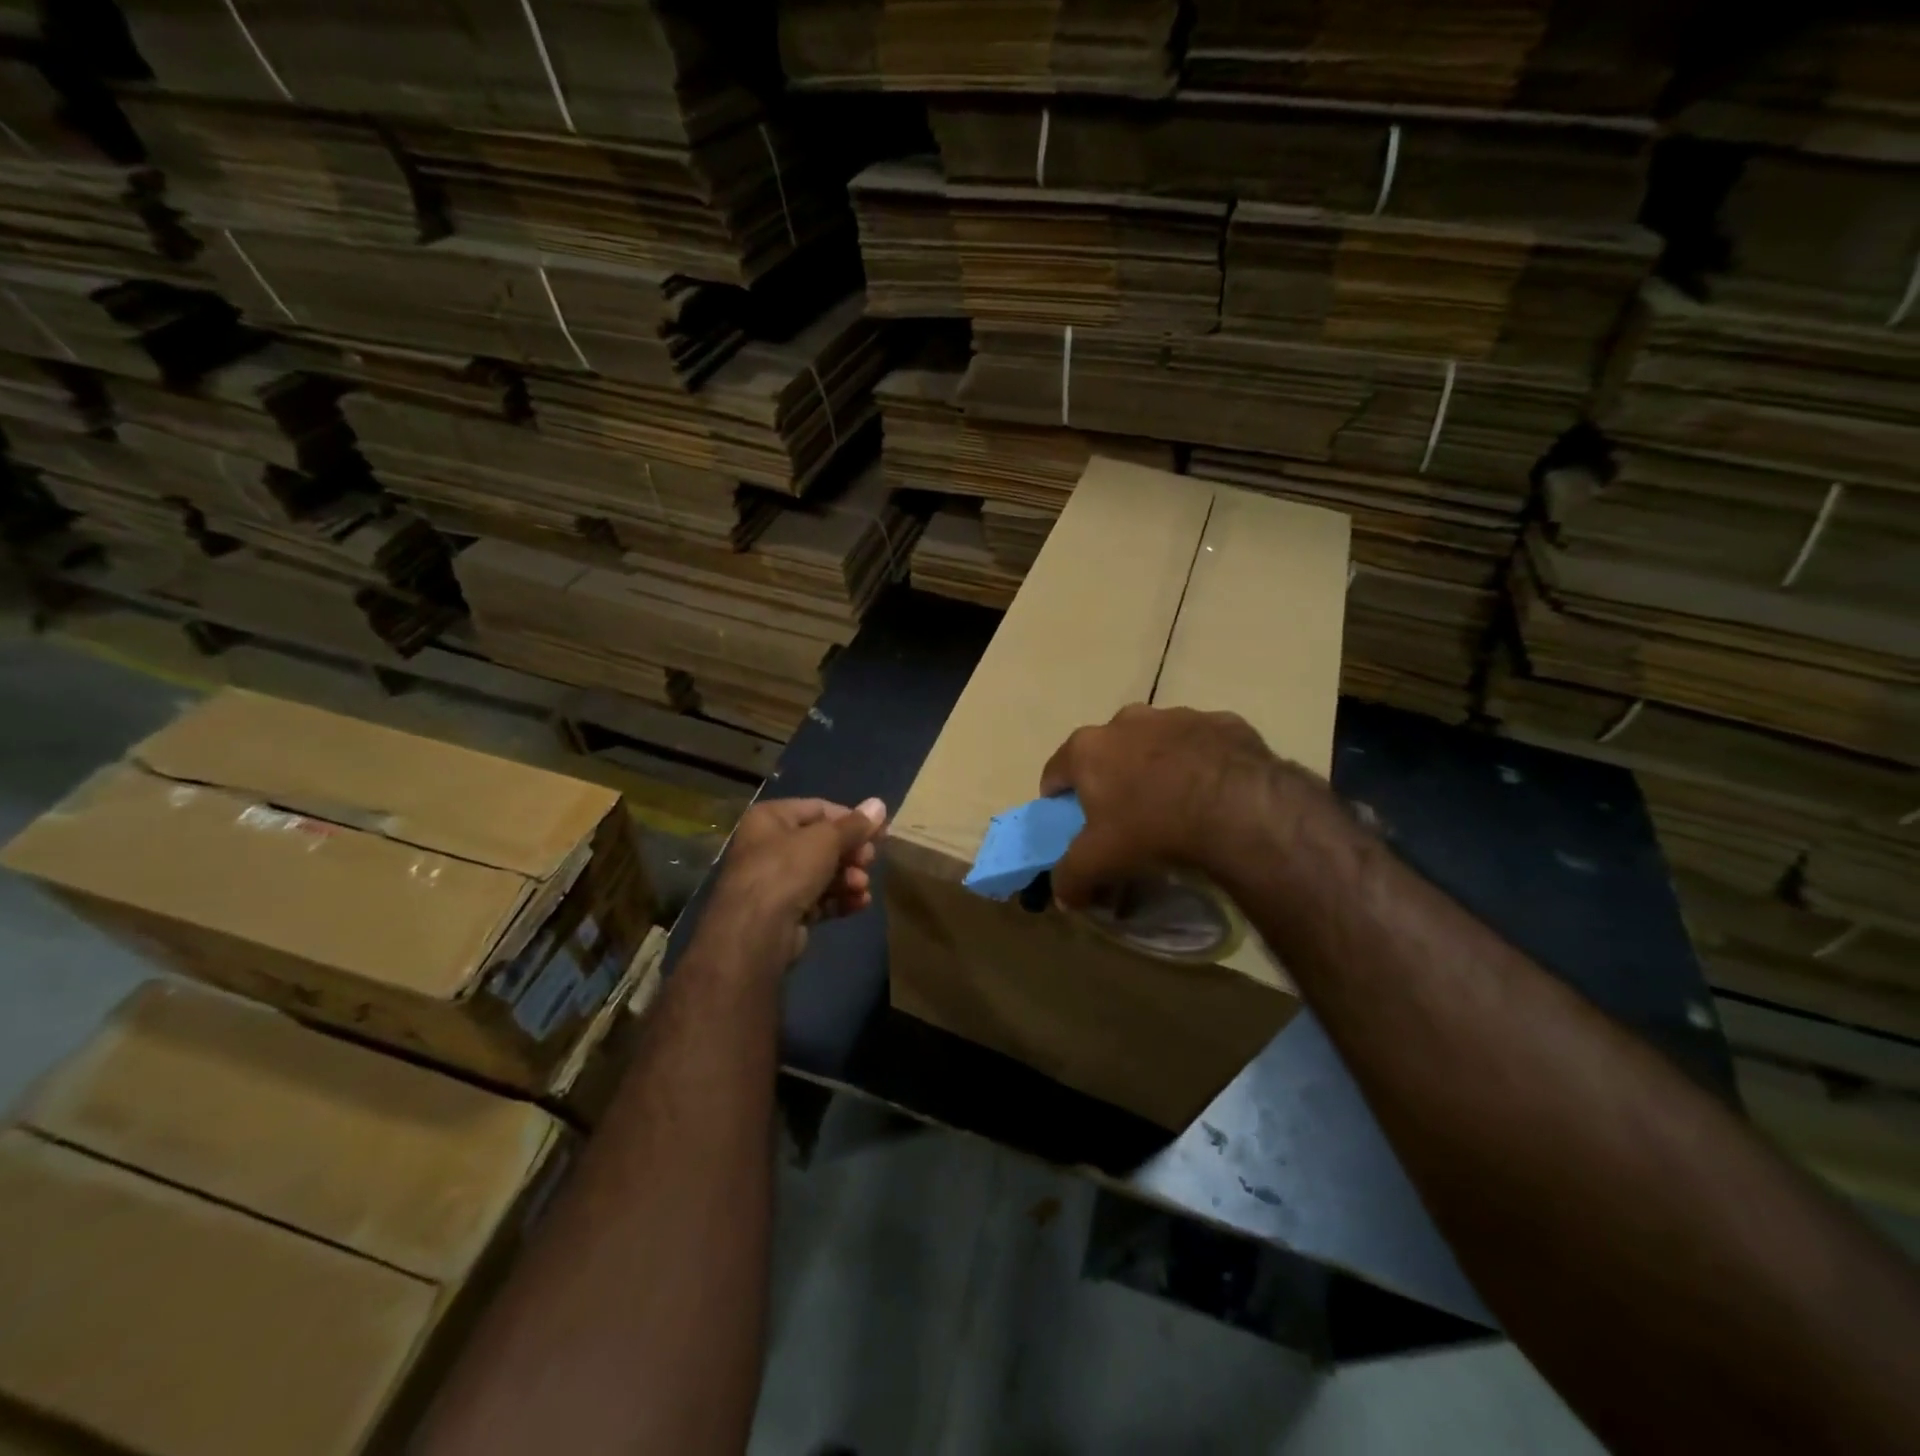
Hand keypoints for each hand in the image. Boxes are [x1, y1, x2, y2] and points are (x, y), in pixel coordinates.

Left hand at [707, 796, 888, 964]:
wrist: (755, 932)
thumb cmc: (787, 871)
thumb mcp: (826, 841)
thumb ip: (855, 825)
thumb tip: (879, 804)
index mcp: (770, 818)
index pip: (819, 809)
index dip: (851, 819)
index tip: (879, 832)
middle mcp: (768, 845)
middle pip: (822, 843)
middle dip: (851, 853)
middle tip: (869, 861)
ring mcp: (775, 881)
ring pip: (822, 872)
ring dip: (848, 878)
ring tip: (862, 887)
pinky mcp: (784, 911)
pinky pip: (818, 898)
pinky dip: (839, 899)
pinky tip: (859, 904)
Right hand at [1040, 704, 1291, 907]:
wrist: (1240, 809)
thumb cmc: (1152, 829)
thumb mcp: (1098, 864)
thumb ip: (1069, 879)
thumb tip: (1063, 895)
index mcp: (1088, 748)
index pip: (1055, 773)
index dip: (1060, 802)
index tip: (1074, 825)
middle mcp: (1127, 720)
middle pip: (1107, 753)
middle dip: (1112, 781)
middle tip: (1128, 818)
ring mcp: (1178, 715)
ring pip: (1156, 743)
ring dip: (1158, 768)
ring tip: (1177, 806)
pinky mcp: (1222, 722)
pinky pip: (1203, 745)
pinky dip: (1202, 764)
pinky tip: (1215, 796)